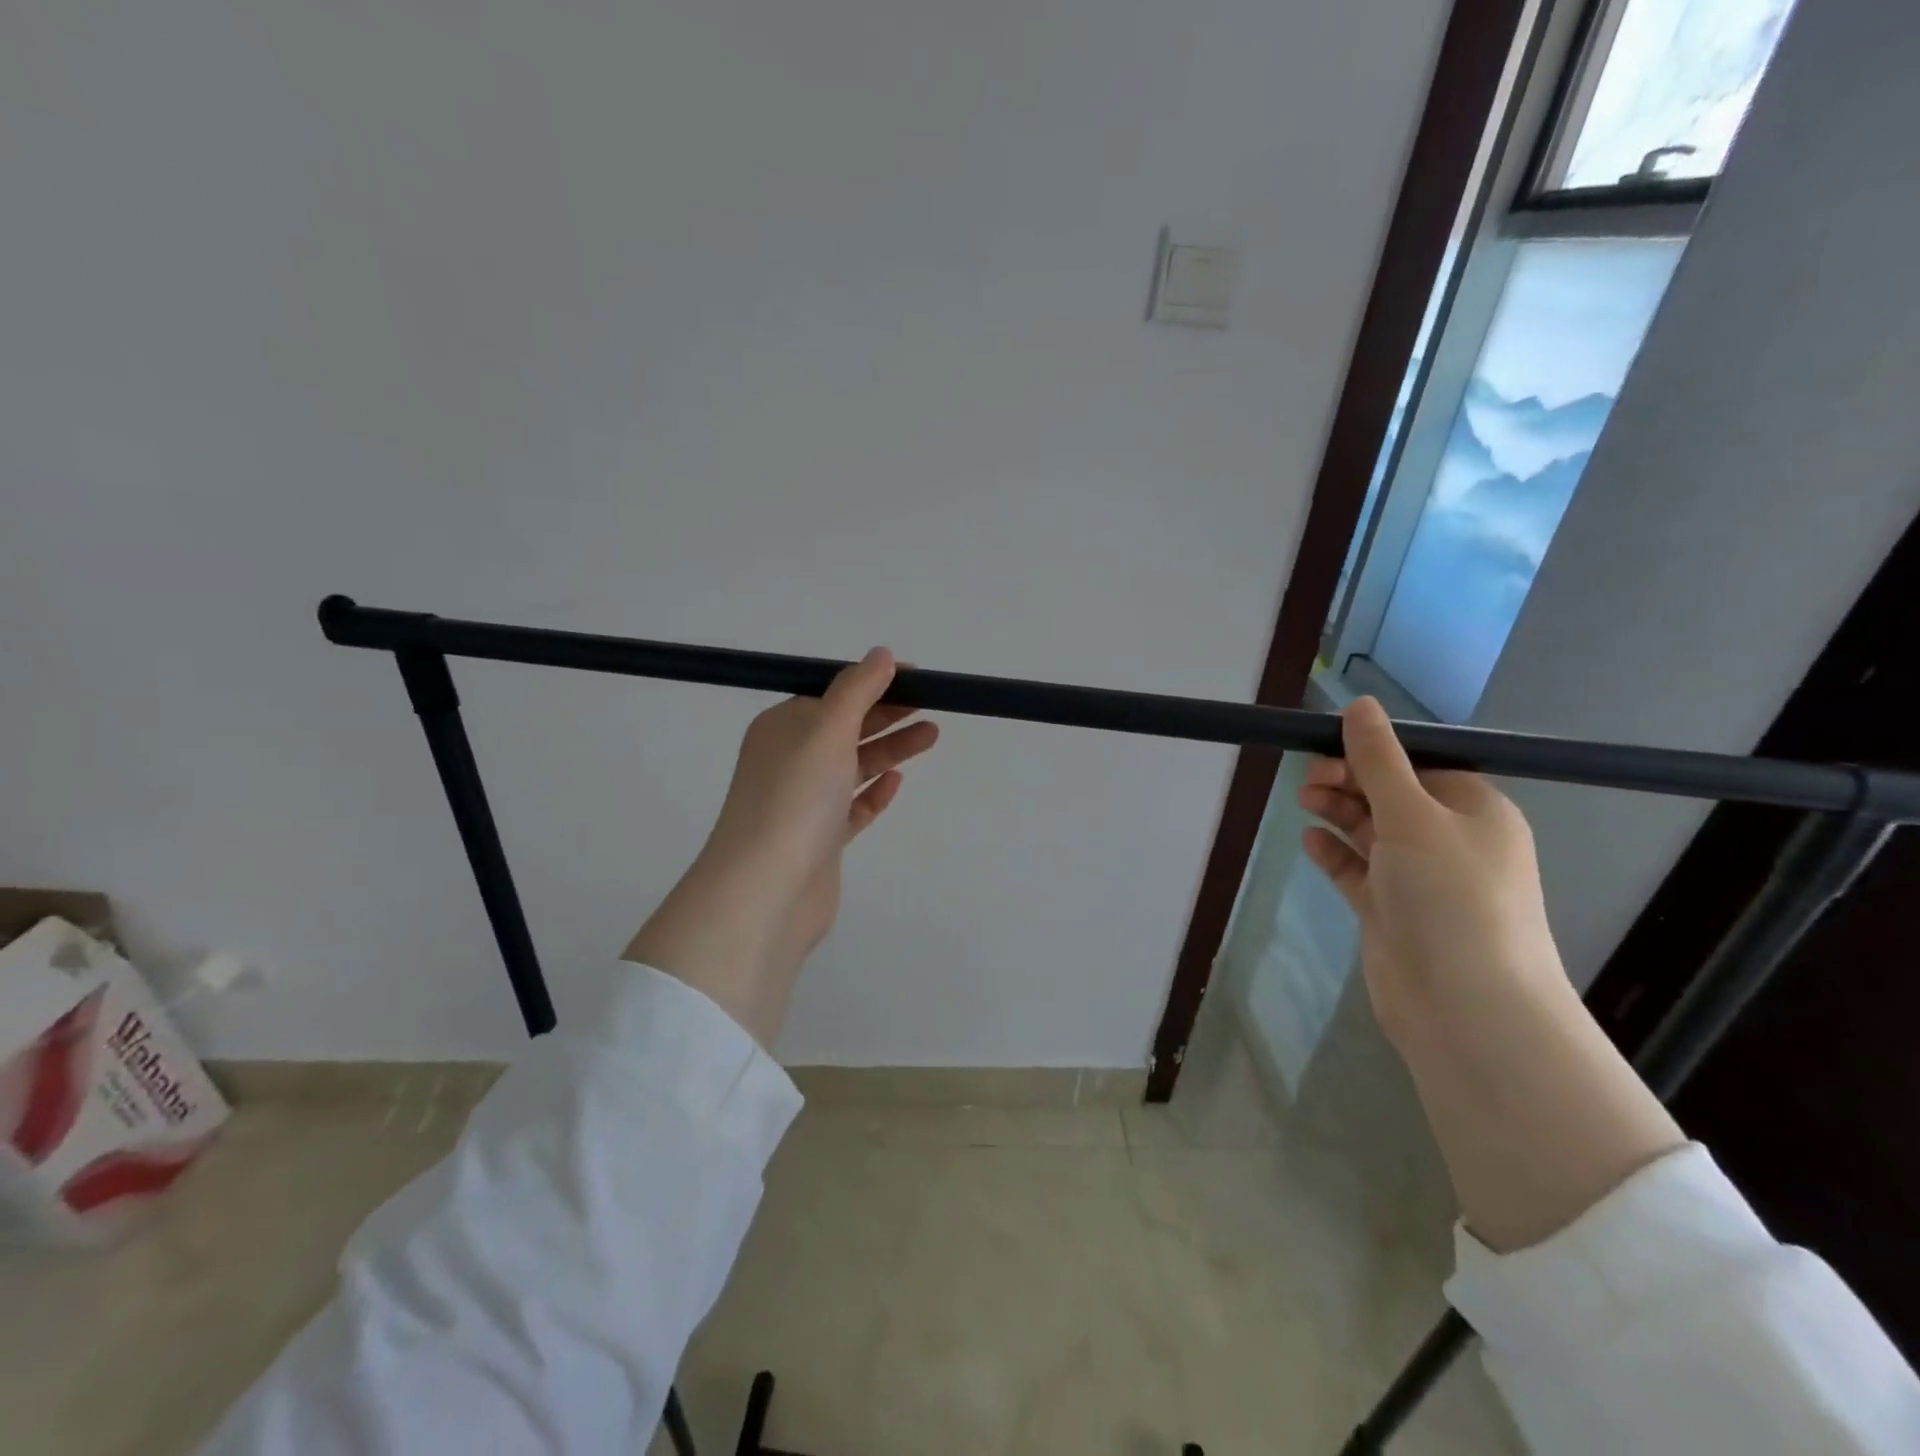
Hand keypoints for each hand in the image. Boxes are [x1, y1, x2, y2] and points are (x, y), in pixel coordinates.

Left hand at [624, 648, 938, 1046]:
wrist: (767, 890)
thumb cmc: (795, 798)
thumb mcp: (826, 730)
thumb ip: (857, 690)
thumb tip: (881, 654)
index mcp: (783, 728)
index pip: (833, 694)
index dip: (874, 683)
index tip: (917, 678)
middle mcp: (790, 761)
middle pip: (847, 728)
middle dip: (888, 714)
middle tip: (933, 705)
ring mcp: (805, 803)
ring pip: (853, 767)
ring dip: (889, 749)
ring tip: (931, 735)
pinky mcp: (820, 840)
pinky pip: (852, 808)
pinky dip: (874, 793)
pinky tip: (897, 782)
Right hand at [1297, 696, 1565, 1050]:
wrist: (1465, 1006)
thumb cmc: (1450, 896)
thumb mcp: (1412, 815)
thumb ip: (1379, 760)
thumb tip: (1360, 704)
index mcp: (1474, 811)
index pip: (1420, 765)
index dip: (1374, 752)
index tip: (1327, 745)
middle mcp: (1450, 841)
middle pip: (1391, 795)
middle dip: (1349, 780)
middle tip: (1309, 778)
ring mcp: (1420, 879)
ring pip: (1372, 831)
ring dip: (1339, 811)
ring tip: (1304, 801)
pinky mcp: (1392, 911)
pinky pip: (1358, 870)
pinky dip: (1335, 852)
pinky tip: (1310, 841)